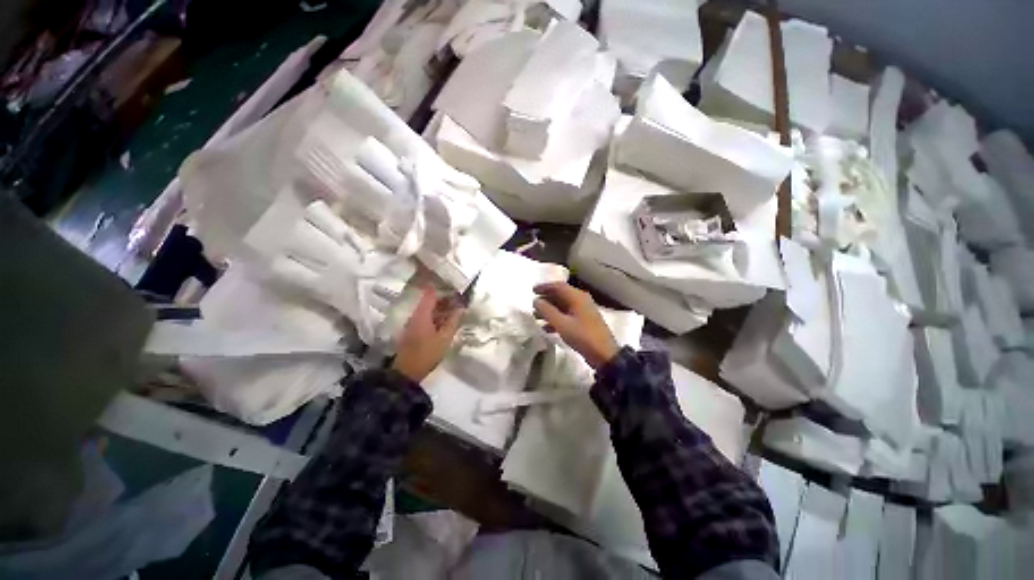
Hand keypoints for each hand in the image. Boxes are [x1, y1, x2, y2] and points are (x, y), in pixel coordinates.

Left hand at [392, 286, 464, 382]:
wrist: (407, 372)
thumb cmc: (427, 353)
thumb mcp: (444, 338)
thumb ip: (453, 321)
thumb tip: (461, 308)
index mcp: (422, 314)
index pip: (430, 293)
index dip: (442, 288)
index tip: (455, 287)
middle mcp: (415, 315)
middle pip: (429, 300)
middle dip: (444, 298)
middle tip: (459, 299)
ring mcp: (413, 323)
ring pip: (428, 309)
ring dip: (441, 308)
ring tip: (456, 309)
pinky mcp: (413, 330)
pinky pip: (426, 317)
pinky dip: (436, 316)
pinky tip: (446, 321)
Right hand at [533, 282, 619, 369]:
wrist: (604, 354)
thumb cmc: (582, 336)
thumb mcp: (562, 324)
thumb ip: (547, 311)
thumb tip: (536, 301)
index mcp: (577, 297)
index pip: (558, 286)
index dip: (544, 287)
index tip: (532, 291)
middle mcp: (581, 300)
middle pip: (560, 295)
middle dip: (546, 299)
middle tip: (532, 304)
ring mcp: (583, 311)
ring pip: (562, 306)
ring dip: (549, 310)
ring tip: (536, 316)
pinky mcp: (583, 322)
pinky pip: (567, 315)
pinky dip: (556, 319)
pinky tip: (546, 328)